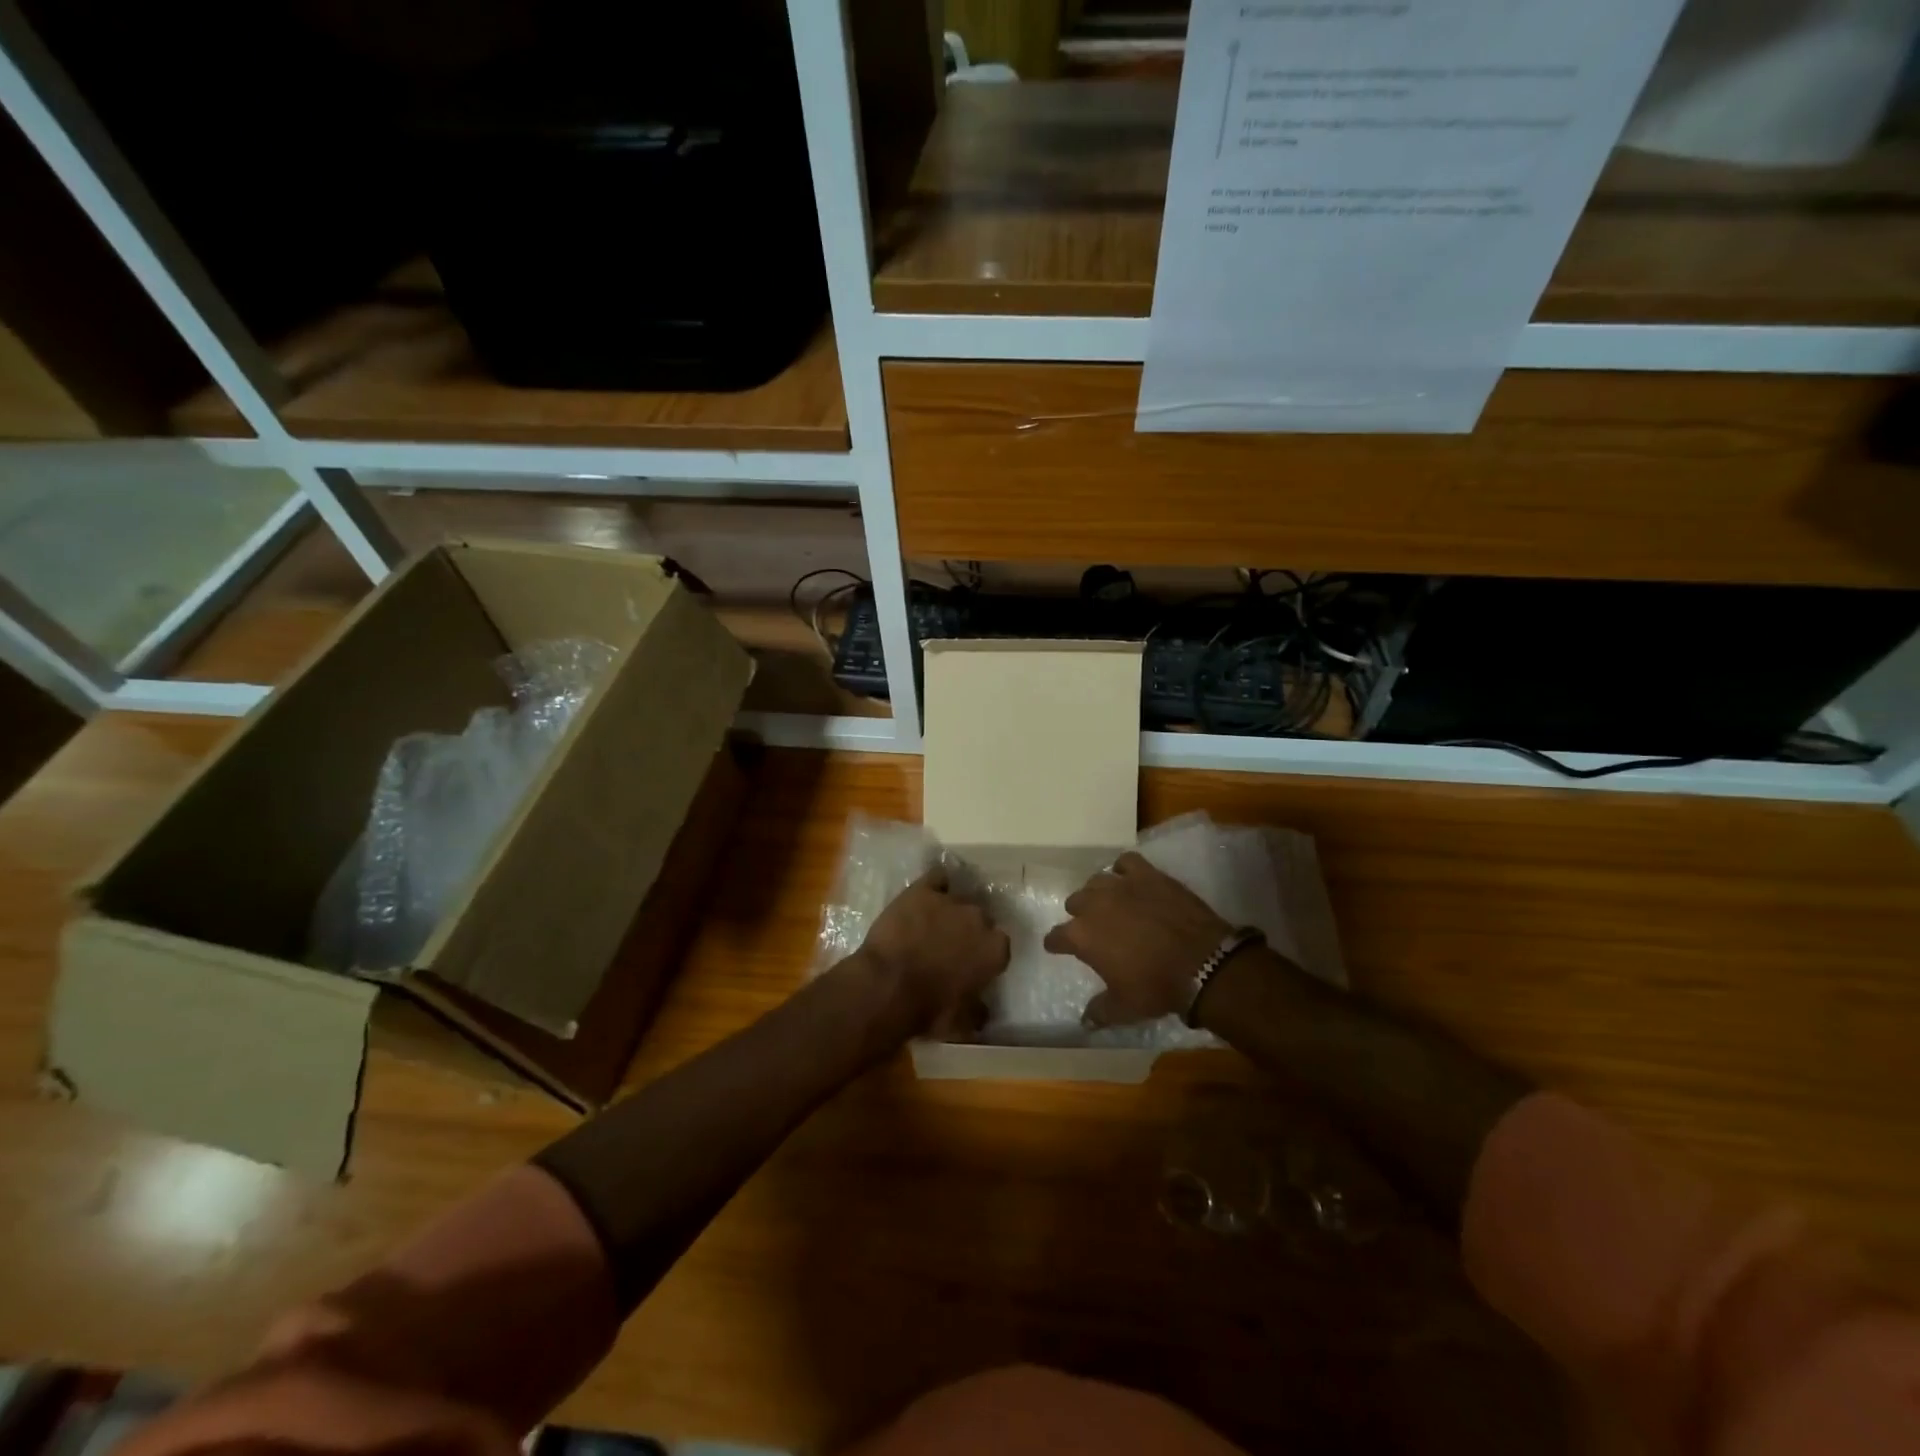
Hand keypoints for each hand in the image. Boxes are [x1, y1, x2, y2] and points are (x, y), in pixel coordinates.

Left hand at [855, 865, 1009, 1039]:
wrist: (888, 985)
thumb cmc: (928, 1009)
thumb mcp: (960, 1024)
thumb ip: (978, 1013)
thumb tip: (984, 1012)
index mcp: (994, 950)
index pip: (999, 946)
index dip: (984, 955)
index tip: (972, 965)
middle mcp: (979, 919)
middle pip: (980, 918)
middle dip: (969, 930)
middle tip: (950, 945)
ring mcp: (950, 901)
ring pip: (959, 898)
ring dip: (950, 910)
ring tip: (932, 923)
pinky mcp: (922, 890)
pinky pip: (937, 878)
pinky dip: (935, 884)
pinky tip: (926, 894)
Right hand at [1043, 852, 1233, 1026]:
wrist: (1202, 963)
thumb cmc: (1156, 986)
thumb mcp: (1124, 1008)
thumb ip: (1099, 1012)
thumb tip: (1084, 1022)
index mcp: (1081, 935)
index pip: (1056, 936)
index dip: (1057, 944)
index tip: (1059, 948)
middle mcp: (1094, 904)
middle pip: (1075, 902)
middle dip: (1080, 914)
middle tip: (1094, 928)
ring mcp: (1120, 884)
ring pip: (1097, 881)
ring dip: (1099, 892)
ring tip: (1111, 903)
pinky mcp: (1147, 874)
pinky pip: (1126, 862)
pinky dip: (1124, 870)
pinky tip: (1131, 880)